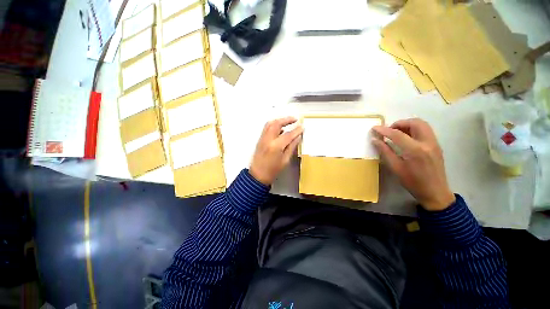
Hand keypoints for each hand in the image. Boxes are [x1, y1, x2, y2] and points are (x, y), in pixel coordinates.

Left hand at [249, 117, 303, 185]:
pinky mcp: (260, 139)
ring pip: (270, 124)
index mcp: (275, 146)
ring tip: (288, 121)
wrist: (258, 175)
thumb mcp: (285, 160)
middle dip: (286, 119)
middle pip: (277, 124)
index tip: (302, 126)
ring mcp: (262, 138)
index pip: (288, 135)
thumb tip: (298, 137)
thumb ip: (292, 147)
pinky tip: (280, 129)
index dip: (296, 130)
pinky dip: (274, 125)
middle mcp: (268, 139)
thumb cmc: (273, 170)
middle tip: (295, 119)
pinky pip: (267, 128)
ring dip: (279, 120)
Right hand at [372, 118, 454, 210]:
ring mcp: (434, 143)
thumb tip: (375, 140)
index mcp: (415, 150)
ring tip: (397, 133)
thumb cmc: (412, 182)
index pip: (397, 134)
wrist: (435, 192)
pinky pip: (425, 131)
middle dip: (399, 123)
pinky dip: (414, 130)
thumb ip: (385, 151)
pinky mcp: (437, 145)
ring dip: (408, 125)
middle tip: (389, 131)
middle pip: (415, 123)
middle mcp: (427, 142)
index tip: (374, 128)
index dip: (384, 130)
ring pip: (422, 125)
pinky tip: (406, 139)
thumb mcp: (395, 167)